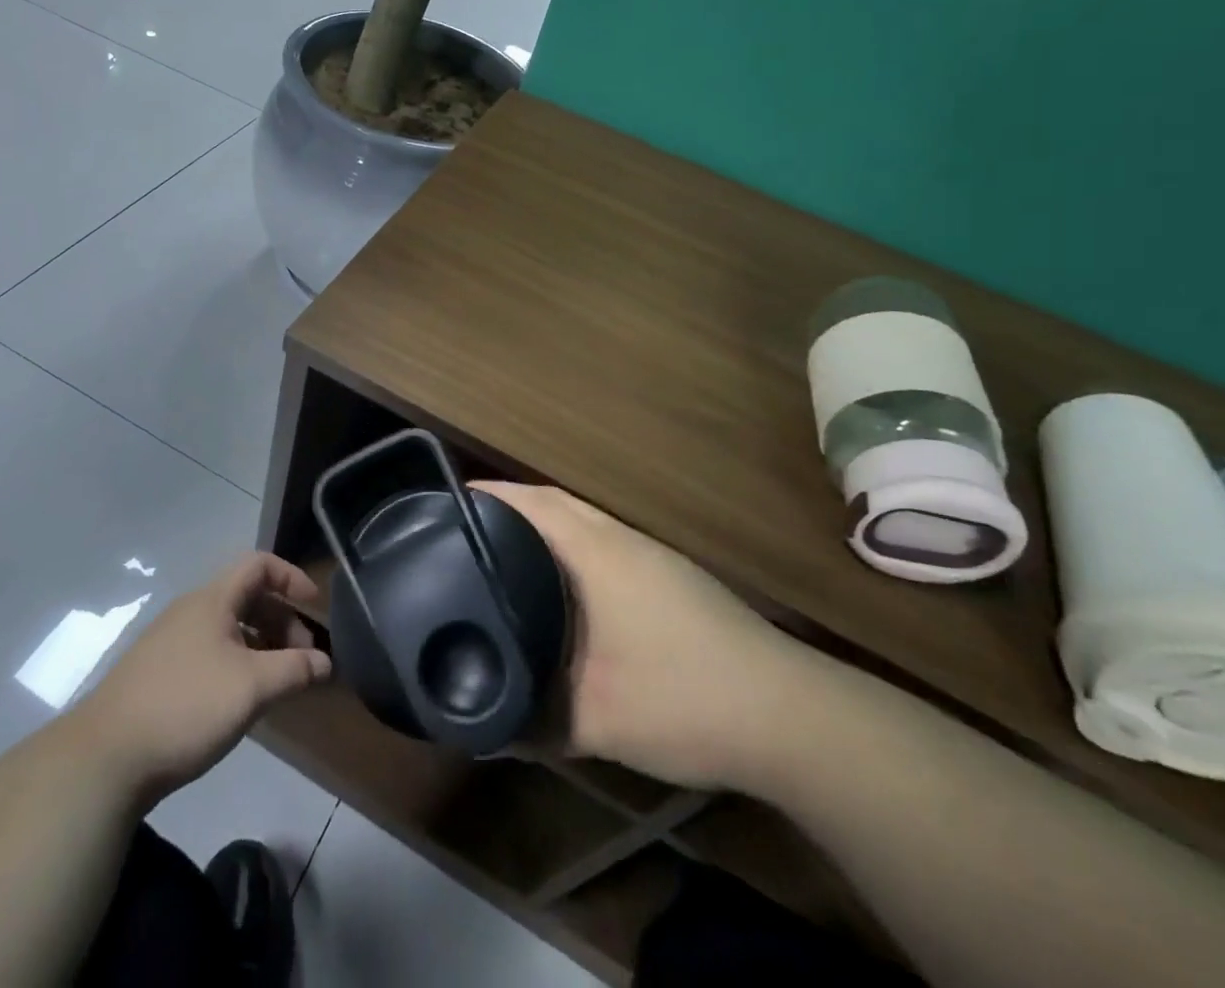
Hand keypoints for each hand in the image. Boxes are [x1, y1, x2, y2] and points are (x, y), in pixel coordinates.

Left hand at [72, 554, 331, 808]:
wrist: (104, 759)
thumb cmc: (186, 707)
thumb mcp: (251, 687)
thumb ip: (294, 670)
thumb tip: (326, 663)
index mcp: (212, 600)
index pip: (259, 564)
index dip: (291, 577)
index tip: (314, 607)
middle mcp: (190, 611)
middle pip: (246, 596)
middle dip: (281, 619)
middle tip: (301, 658)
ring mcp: (170, 642)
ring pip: (228, 627)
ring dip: (260, 644)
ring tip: (276, 681)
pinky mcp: (157, 674)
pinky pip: (210, 651)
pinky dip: (237, 662)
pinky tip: (240, 699)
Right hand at [478, 481, 820, 792]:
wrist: (785, 714)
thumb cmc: (680, 696)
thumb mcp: (594, 719)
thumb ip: (534, 720)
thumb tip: (484, 728)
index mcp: (594, 550)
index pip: (527, 502)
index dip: (482, 497)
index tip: (439, 509)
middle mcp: (618, 537)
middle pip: (551, 502)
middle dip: (504, 508)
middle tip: (457, 533)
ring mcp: (649, 554)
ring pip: (579, 521)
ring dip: (538, 526)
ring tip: (497, 554)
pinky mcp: (668, 576)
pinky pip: (600, 541)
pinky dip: (567, 547)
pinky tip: (558, 586)